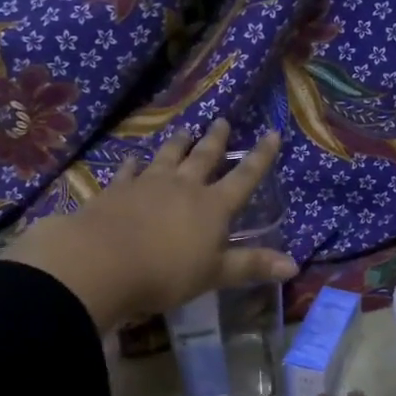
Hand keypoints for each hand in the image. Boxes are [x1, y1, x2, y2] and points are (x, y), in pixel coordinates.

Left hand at [4, 121, 295, 331]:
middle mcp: (184, 186)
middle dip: (216, 140)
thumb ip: (251, 266)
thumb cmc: (166, 273)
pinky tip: (134, 158)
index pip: (244, 177)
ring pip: (168, 156)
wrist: (102, 262)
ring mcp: (148, 183)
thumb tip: (294, 266)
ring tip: (186, 130)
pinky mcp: (117, 189)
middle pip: (204, 157)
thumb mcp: (214, 274)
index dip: (260, 157)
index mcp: (213, 206)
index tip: (272, 134)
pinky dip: (135, 163)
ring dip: (179, 143)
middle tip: (222, 121)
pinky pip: (130, 170)